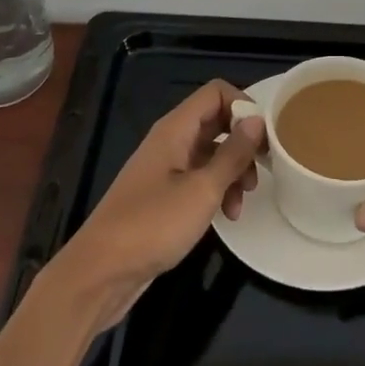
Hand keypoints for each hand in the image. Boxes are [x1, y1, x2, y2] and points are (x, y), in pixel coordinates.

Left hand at [52, 80, 263, 324]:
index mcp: (175, 129)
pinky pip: (198, 178)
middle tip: (264, 169)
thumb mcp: (202, 190)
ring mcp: (164, 168)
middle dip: (242, 142)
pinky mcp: (162, 196)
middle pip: (215, 122)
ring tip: (243, 202)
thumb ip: (233, 154)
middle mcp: (169, 140)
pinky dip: (216, 190)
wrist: (100, 273)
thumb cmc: (153, 225)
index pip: (216, 92)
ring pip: (209, 153)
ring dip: (232, 171)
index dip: (243, 106)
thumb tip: (256, 121)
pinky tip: (226, 217)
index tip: (264, 137)